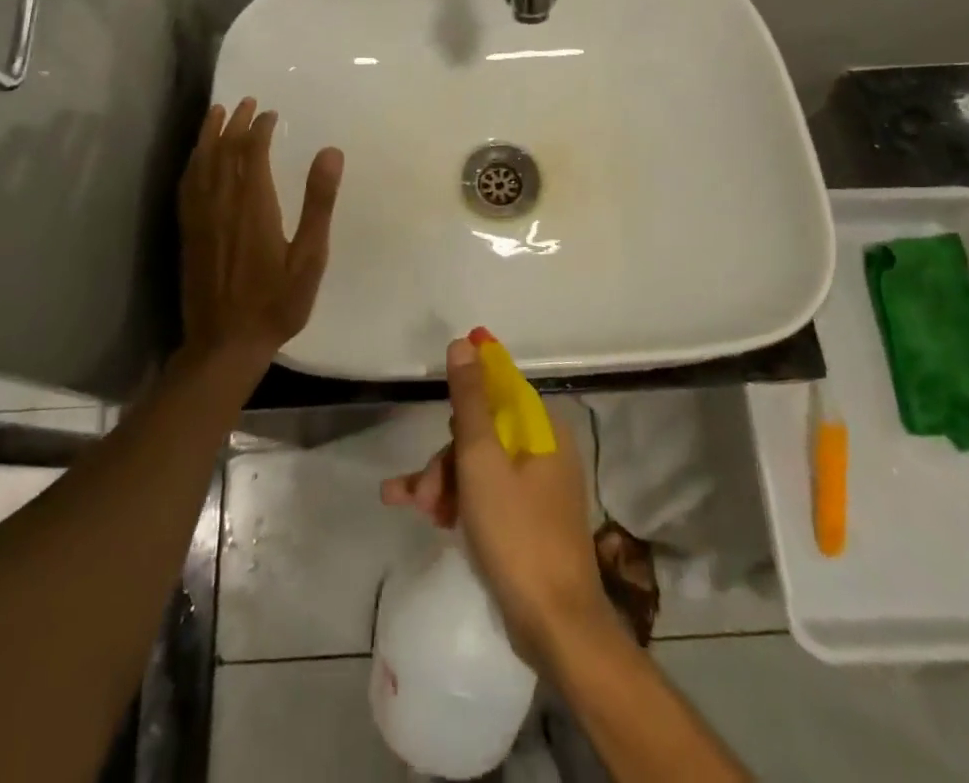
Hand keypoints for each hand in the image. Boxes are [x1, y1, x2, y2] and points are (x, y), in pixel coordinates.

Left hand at [177, 99, 343, 371]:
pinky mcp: (188, 232)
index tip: (271, 113)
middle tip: (246, 102)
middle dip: (235, 123)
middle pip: (224, 150)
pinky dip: (193, 162)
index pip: (253, 151)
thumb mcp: (310, 256)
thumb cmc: (276, 302)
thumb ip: (319, 203)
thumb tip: (330, 151)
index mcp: (254, 204)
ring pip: (201, 163)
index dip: (260, 128)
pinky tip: (196, 158)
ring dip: (209, 135)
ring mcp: (200, 218)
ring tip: (216, 112)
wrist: (224, 343)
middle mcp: (222, 203)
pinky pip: (187, 185)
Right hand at [381, 336, 610, 660]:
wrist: (555, 626)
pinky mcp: (529, 522)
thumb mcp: (482, 459)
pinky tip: (428, 518)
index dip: (466, 390)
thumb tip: (465, 343)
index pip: (500, 388)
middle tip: (420, 490)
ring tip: (413, 508)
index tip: (436, 403)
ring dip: (444, 483)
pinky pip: (488, 495)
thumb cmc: (516, 533)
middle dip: (445, 456)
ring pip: (480, 466)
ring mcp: (539, 488)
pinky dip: (459, 502)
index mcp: (543, 428)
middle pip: (484, 432)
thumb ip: (470, 400)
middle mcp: (546, 450)